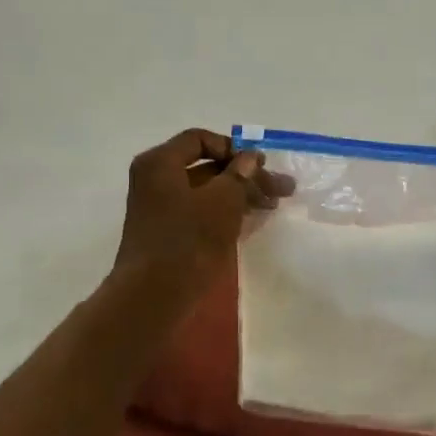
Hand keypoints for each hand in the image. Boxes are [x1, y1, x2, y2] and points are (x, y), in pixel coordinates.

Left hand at [114, 129, 293, 296]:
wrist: (154, 296)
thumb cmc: (188, 240)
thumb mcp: (223, 201)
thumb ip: (240, 174)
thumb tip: (250, 158)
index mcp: (161, 163)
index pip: (200, 139)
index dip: (234, 148)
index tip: (260, 165)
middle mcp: (156, 180)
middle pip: (206, 166)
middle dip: (245, 176)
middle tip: (281, 188)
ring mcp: (160, 208)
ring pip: (206, 191)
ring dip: (240, 194)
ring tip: (274, 205)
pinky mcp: (167, 233)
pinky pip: (200, 212)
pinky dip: (226, 212)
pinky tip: (253, 220)